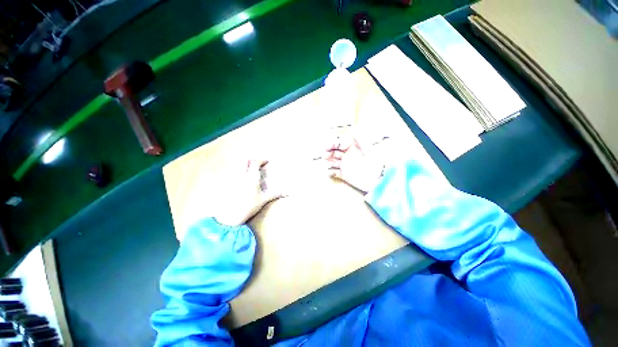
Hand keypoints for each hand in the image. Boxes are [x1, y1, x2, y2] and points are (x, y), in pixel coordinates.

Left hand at [214, 159, 284, 226]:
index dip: (261, 160)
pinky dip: (238, 170)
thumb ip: (275, 194)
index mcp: (251, 177)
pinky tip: (243, 177)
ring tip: (251, 169)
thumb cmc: (249, 206)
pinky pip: (232, 172)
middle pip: (244, 160)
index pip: (255, 163)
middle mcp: (241, 175)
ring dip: (244, 164)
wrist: (231, 215)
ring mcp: (233, 179)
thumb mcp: (263, 200)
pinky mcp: (228, 183)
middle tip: (258, 163)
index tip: (267, 161)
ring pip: (237, 165)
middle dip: (251, 159)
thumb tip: (288, 193)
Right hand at [325, 132, 386, 193]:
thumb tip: (355, 131)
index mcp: (351, 148)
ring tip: (328, 164)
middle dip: (328, 153)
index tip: (328, 146)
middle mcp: (346, 156)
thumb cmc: (375, 163)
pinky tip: (330, 172)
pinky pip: (334, 173)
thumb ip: (361, 141)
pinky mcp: (344, 175)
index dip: (332, 144)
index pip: (339, 144)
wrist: (377, 180)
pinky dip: (330, 172)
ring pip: (332, 162)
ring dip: (328, 162)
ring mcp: (344, 166)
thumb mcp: (369, 150)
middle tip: (325, 155)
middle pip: (333, 153)